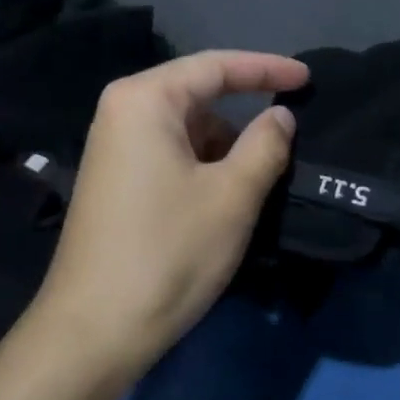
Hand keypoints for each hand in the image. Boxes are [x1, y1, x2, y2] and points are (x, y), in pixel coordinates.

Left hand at [24, 49, 307, 385]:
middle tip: (289, 138)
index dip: (266, 68)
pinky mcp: (114, 179)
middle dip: (245, 116)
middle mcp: (121, 111)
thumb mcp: (232, 196)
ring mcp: (113, 147)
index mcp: (144, 100)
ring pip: (186, 129)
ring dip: (226, 148)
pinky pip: (169, 154)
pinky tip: (224, 199)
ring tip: (260, 181)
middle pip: (198, 96)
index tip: (307, 78)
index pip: (216, 66)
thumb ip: (266, 144)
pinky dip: (203, 167)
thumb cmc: (167, 252)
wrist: (92, 332)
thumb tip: (280, 115)